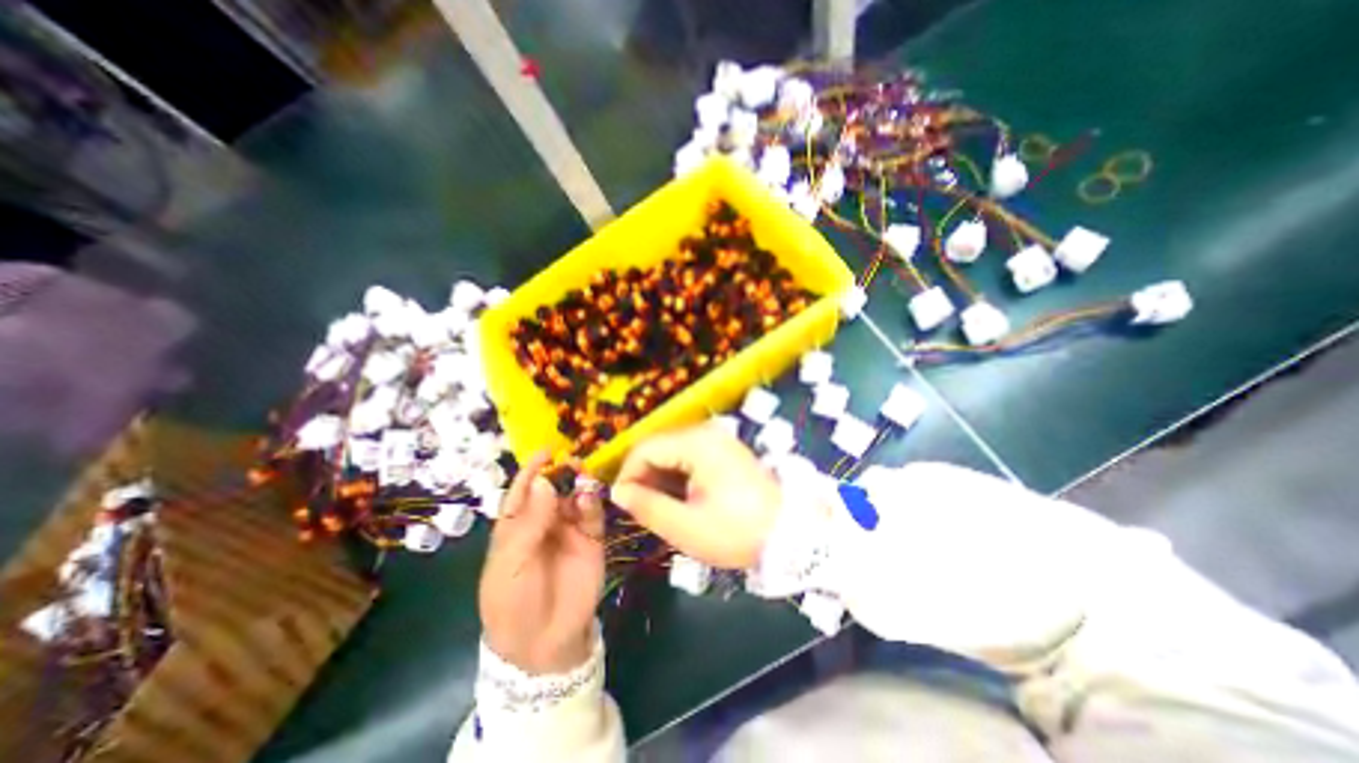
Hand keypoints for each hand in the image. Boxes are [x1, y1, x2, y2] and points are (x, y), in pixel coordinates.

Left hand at [481, 452, 600, 672]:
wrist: (543, 643)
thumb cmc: (513, 603)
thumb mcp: (511, 564)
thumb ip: (530, 522)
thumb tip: (545, 481)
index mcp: (517, 526)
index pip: (525, 491)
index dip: (533, 471)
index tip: (545, 451)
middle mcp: (544, 522)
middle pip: (554, 489)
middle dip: (562, 473)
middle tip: (573, 461)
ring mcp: (570, 530)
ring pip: (576, 498)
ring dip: (580, 485)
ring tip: (584, 478)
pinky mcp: (592, 539)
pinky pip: (594, 515)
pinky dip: (593, 503)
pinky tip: (590, 499)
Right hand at [612, 425, 781, 568]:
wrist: (791, 534)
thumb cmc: (737, 531)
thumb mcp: (686, 526)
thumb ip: (647, 506)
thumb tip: (618, 492)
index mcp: (697, 443)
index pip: (645, 448)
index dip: (627, 474)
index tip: (623, 504)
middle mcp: (706, 433)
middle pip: (658, 447)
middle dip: (644, 477)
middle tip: (642, 511)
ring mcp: (718, 440)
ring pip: (672, 453)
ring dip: (660, 479)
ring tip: (661, 510)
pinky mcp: (724, 452)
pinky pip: (689, 458)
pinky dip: (677, 478)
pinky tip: (680, 501)